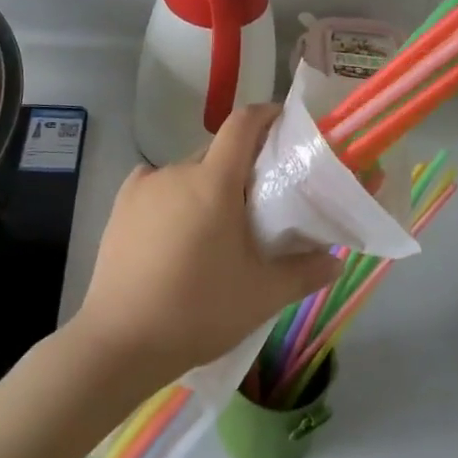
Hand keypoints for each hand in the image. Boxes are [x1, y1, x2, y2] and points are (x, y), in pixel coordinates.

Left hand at [71, 105, 338, 388]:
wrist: (121, 342)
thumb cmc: (198, 311)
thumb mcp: (261, 296)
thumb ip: (304, 272)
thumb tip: (336, 261)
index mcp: (214, 181)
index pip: (243, 123)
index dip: (266, 115)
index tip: (283, 125)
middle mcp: (177, 170)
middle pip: (217, 152)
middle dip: (240, 167)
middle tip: (257, 203)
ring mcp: (144, 185)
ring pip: (187, 172)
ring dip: (206, 186)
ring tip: (214, 229)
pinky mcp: (121, 205)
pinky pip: (157, 185)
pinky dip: (173, 197)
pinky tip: (174, 231)